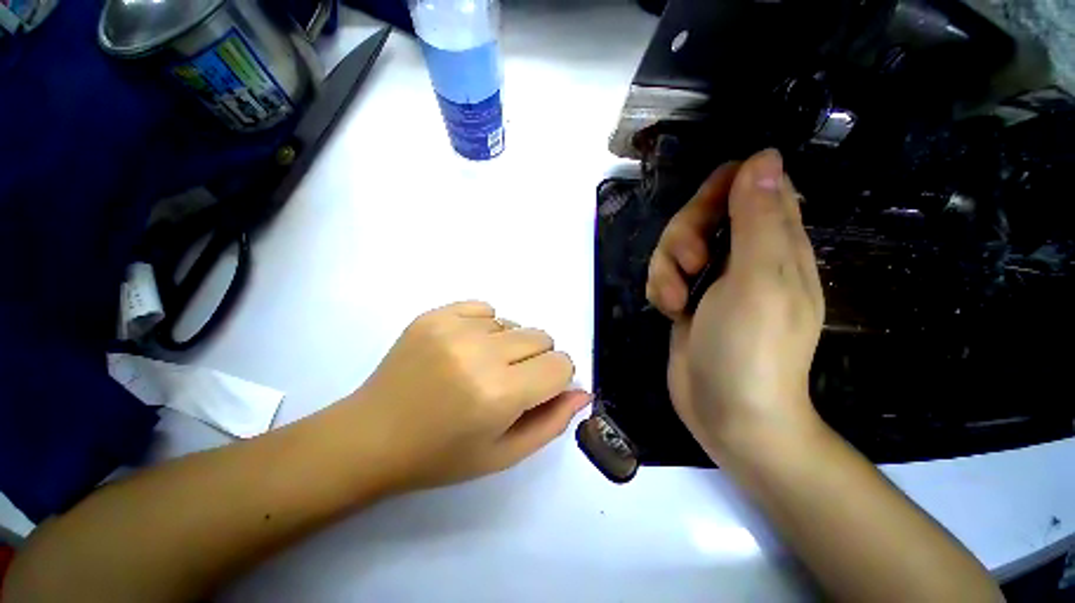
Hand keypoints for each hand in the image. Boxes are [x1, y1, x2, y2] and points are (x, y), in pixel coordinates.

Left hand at [346, 301, 589, 491]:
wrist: (372, 436)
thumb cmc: (441, 455)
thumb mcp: (504, 454)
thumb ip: (552, 421)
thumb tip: (582, 391)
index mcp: (500, 394)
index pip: (561, 365)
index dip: (555, 379)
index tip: (536, 391)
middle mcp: (480, 354)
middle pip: (542, 337)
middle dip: (535, 360)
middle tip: (507, 382)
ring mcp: (454, 328)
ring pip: (514, 323)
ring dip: (507, 345)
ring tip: (478, 369)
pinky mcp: (434, 314)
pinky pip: (484, 308)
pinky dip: (484, 327)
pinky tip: (463, 349)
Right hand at [647, 149, 824, 458]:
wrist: (728, 412)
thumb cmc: (752, 348)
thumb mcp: (759, 277)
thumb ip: (759, 217)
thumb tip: (762, 156)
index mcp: (773, 242)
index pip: (747, 186)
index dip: (720, 190)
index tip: (704, 217)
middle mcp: (742, 254)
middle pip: (700, 214)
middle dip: (683, 237)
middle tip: (691, 268)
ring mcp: (711, 279)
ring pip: (674, 246)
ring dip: (665, 268)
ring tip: (676, 300)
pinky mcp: (686, 298)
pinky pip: (662, 274)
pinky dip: (659, 288)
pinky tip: (668, 311)